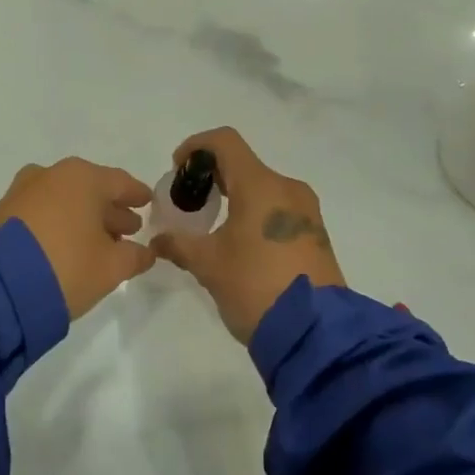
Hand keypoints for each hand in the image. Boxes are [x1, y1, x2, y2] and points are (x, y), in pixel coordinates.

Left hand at [0, 158, 156, 320]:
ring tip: (97, 242)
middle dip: (110, 210)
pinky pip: (42, 212)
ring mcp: (23, 191)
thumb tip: (145, 252)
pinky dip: (58, 223)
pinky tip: (66, 245)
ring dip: (83, 218)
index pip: (121, 183)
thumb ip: (135, 256)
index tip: (148, 203)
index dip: (137, 196)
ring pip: (64, 200)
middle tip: (128, 230)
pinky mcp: (2, 213)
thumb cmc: (66, 266)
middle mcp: (52, 174)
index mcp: (84, 177)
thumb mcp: (111, 267)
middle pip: (91, 189)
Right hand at [151, 128, 344, 344]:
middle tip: (189, 203)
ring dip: (235, 196)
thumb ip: (179, 244)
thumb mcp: (209, 265)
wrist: (315, 333)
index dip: (195, 146)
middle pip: (243, 164)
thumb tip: (158, 239)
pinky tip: (240, 243)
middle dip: (212, 176)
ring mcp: (306, 211)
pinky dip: (255, 212)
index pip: (225, 142)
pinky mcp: (315, 233)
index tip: (177, 169)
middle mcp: (287, 188)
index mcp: (261, 185)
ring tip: (212, 227)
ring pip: (263, 187)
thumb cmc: (255, 287)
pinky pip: (279, 208)